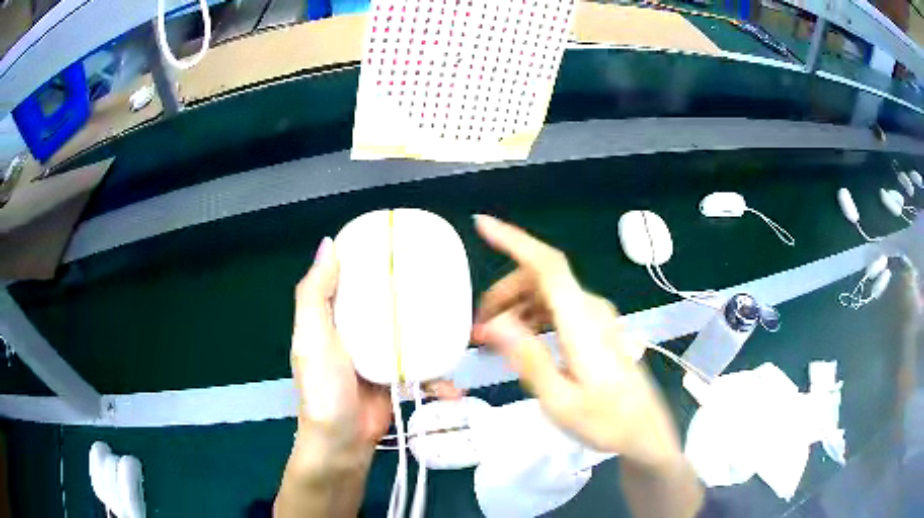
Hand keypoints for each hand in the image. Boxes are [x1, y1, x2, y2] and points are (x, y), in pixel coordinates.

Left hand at [290, 237, 461, 451]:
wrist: (342, 443)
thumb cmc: (324, 389)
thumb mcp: (312, 337)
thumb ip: (315, 294)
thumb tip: (329, 243)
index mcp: (335, 317)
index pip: (353, 278)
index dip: (372, 258)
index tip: (400, 240)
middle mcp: (357, 332)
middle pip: (387, 303)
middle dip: (411, 292)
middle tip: (441, 279)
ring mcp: (380, 357)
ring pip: (410, 334)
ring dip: (432, 334)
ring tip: (459, 327)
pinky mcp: (397, 379)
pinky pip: (422, 370)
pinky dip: (437, 379)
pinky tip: (452, 388)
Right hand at [472, 215, 681, 466]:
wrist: (643, 431)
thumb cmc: (605, 421)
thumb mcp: (560, 400)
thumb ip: (528, 359)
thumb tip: (493, 324)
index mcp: (582, 321)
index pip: (548, 266)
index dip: (514, 240)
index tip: (482, 226)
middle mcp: (590, 309)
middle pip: (541, 278)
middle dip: (504, 293)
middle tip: (477, 327)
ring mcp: (596, 317)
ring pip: (547, 293)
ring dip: (515, 307)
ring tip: (492, 340)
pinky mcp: (596, 328)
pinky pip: (557, 309)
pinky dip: (532, 317)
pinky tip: (519, 342)